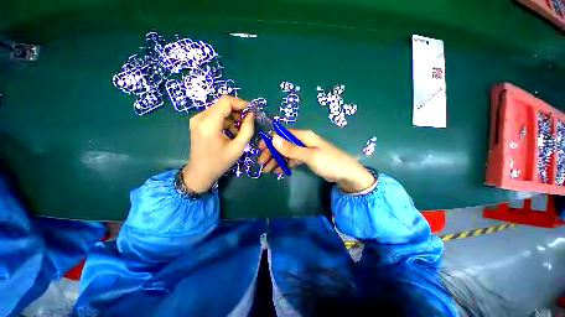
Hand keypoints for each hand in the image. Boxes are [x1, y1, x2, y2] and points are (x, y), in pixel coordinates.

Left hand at [182, 96, 253, 192]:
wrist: (200, 173)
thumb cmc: (220, 162)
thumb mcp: (238, 147)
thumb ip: (247, 129)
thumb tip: (251, 115)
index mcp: (209, 123)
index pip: (225, 102)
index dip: (241, 103)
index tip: (252, 111)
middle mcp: (200, 118)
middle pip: (222, 104)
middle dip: (238, 110)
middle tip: (248, 120)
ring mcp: (197, 120)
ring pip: (219, 109)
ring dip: (232, 116)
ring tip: (241, 129)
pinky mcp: (198, 124)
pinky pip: (215, 116)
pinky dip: (226, 120)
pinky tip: (232, 131)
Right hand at [258, 130, 374, 192]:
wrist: (346, 174)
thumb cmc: (329, 162)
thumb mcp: (310, 156)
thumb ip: (291, 149)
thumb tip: (273, 138)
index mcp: (304, 136)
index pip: (282, 134)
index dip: (270, 141)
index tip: (260, 150)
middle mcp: (303, 141)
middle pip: (283, 144)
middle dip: (271, 153)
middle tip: (262, 164)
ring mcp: (305, 150)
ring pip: (286, 152)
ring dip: (276, 160)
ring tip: (268, 170)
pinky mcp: (307, 158)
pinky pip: (292, 159)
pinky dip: (285, 164)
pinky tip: (279, 170)